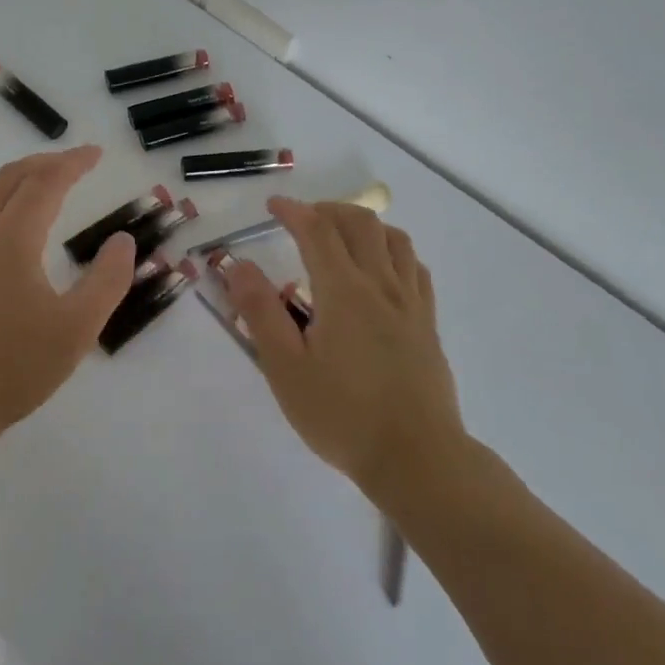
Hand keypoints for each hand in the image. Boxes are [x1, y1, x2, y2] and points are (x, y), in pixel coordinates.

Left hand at [0, 146, 137, 444]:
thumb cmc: (11, 367)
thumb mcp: (76, 328)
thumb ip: (107, 280)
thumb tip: (122, 241)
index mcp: (12, 237)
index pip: (46, 182)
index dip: (73, 163)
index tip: (96, 153)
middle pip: (10, 178)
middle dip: (44, 163)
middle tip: (72, 164)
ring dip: (14, 180)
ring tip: (37, 188)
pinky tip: (1, 232)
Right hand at [223, 198, 465, 503]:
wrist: (418, 459)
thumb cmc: (342, 416)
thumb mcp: (285, 368)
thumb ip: (260, 312)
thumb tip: (237, 264)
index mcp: (343, 291)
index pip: (317, 230)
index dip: (293, 211)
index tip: (272, 205)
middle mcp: (381, 285)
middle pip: (360, 223)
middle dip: (328, 210)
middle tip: (303, 219)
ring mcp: (410, 304)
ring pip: (394, 239)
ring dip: (364, 224)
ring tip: (341, 235)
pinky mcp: (427, 325)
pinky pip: (414, 268)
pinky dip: (393, 251)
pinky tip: (381, 269)